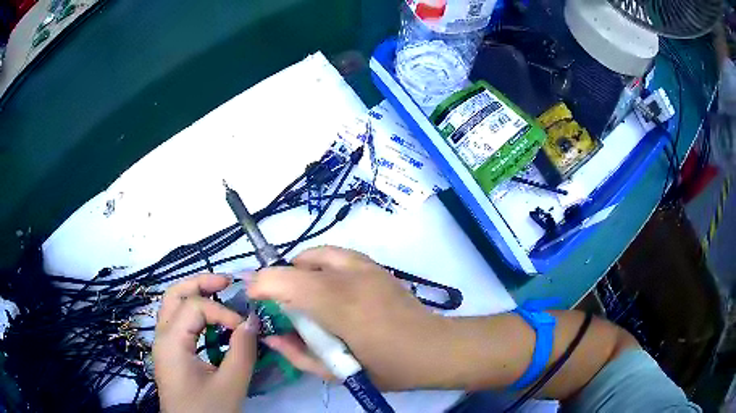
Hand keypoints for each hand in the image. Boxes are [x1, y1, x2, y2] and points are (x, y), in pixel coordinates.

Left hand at [154, 274, 256, 412]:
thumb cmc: (208, 411)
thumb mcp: (230, 385)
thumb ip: (242, 351)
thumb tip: (252, 321)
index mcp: (172, 342)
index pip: (195, 307)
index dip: (222, 312)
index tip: (246, 328)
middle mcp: (162, 336)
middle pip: (175, 294)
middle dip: (201, 283)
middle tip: (227, 281)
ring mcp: (163, 343)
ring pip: (173, 305)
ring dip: (195, 294)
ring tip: (220, 292)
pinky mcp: (170, 352)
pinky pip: (178, 321)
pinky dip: (194, 312)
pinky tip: (211, 319)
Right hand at [248, 246, 449, 390]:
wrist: (434, 349)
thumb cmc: (388, 367)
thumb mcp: (338, 373)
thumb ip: (298, 354)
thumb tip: (271, 335)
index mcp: (340, 305)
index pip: (286, 280)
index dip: (261, 284)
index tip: (252, 296)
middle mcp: (351, 277)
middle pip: (299, 264)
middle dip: (279, 279)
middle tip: (279, 303)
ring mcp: (367, 267)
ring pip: (318, 254)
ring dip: (301, 270)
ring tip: (302, 294)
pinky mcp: (378, 266)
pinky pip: (338, 255)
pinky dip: (323, 265)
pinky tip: (328, 288)